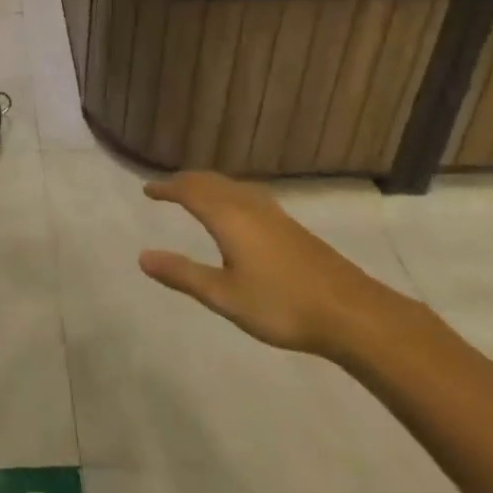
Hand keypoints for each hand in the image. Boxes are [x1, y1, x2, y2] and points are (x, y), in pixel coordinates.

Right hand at [137, 172, 397, 358]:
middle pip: (211, 182)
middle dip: (185, 181)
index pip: (189, 190)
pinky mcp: (290, 226)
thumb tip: (142, 257)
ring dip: (208, 185)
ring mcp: (273, 213)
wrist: (351, 312)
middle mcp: (248, 205)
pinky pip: (247, 195)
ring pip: (232, 186)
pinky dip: (228, 193)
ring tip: (194, 193)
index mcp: (228, 217)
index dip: (166, 187)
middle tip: (166, 187)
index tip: (147, 190)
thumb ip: (183, 274)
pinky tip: (236, 211)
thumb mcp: (224, 296)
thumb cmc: (281, 305)